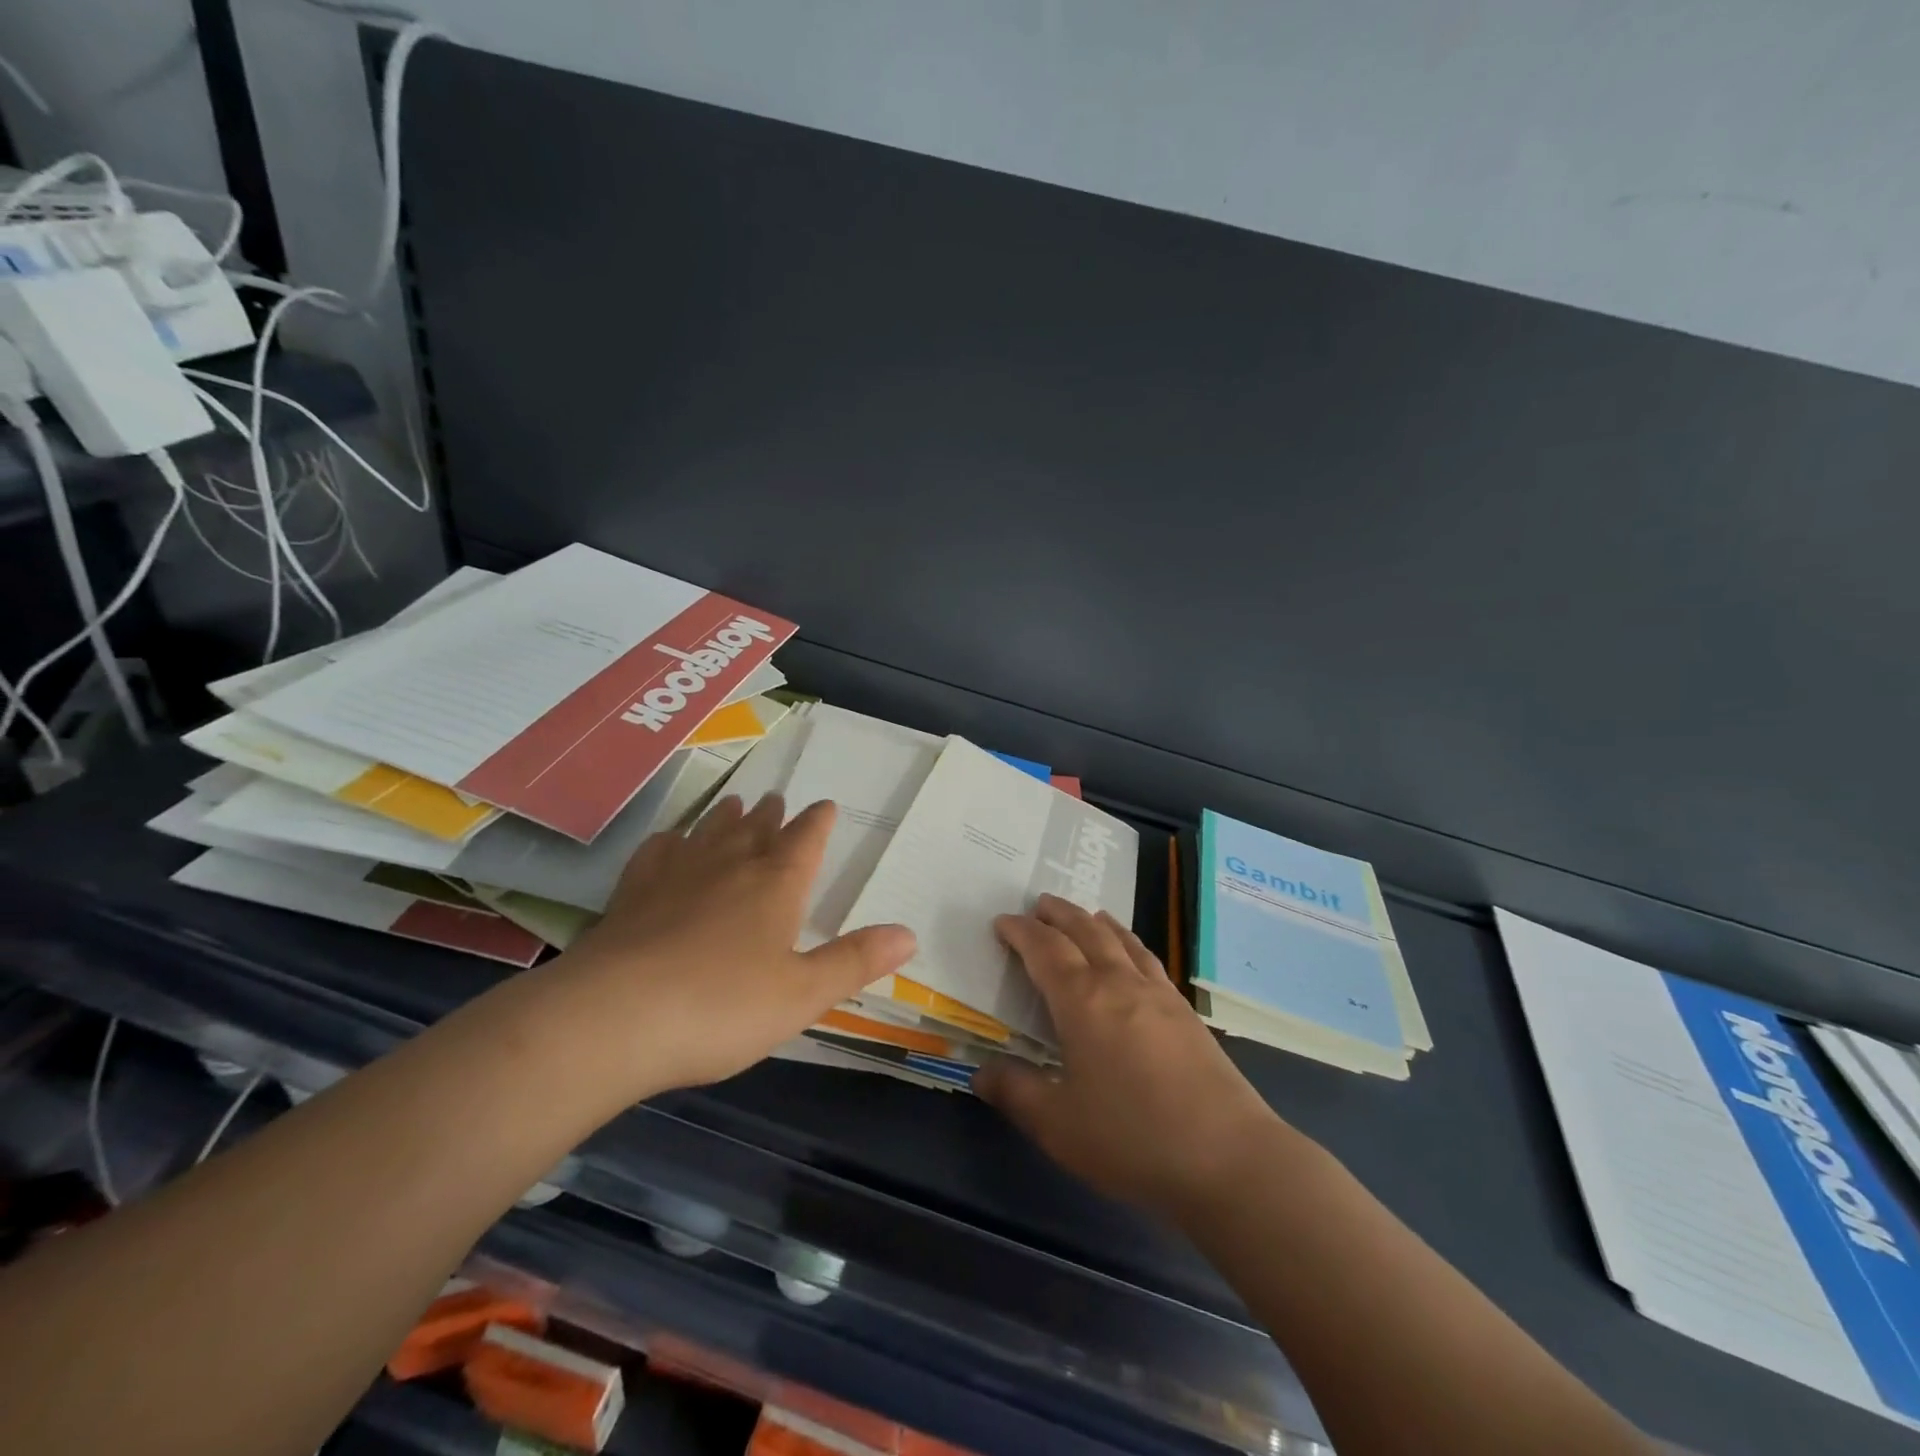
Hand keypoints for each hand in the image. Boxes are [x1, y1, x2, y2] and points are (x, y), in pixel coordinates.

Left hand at [550, 794, 915, 1097]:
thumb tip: (910, 933)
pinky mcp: (631, 896)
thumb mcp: (802, 994)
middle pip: (755, 829)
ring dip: (726, 817)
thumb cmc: (721, 1006)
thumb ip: (855, 961)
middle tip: (776, 799)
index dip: (818, 823)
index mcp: (775, 886)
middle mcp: (728, 867)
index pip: (804, 841)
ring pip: (709, 833)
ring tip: (735, 802)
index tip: (825, 805)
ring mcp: (675, 877)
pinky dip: (671, 841)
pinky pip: (657, 854)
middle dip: (771, 815)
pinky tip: (670, 841)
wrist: (612, 1019)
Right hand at [975, 895, 1282, 1221]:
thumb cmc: (1132, 1138)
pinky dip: (1129, 943)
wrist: (1228, 1157)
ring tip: (1085, 915)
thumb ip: (1015, 1093)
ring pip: (1121, 940)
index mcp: (1082, 1001)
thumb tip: (981, 1072)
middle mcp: (1119, 983)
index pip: (1045, 949)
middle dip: (1058, 914)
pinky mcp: (1186, 1012)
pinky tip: (1132, 957)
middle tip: (1039, 905)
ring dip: (1095, 922)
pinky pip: (1148, 959)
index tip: (1002, 922)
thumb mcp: (1057, 1125)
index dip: (1020, 931)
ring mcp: (1158, 994)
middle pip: (1085, 931)